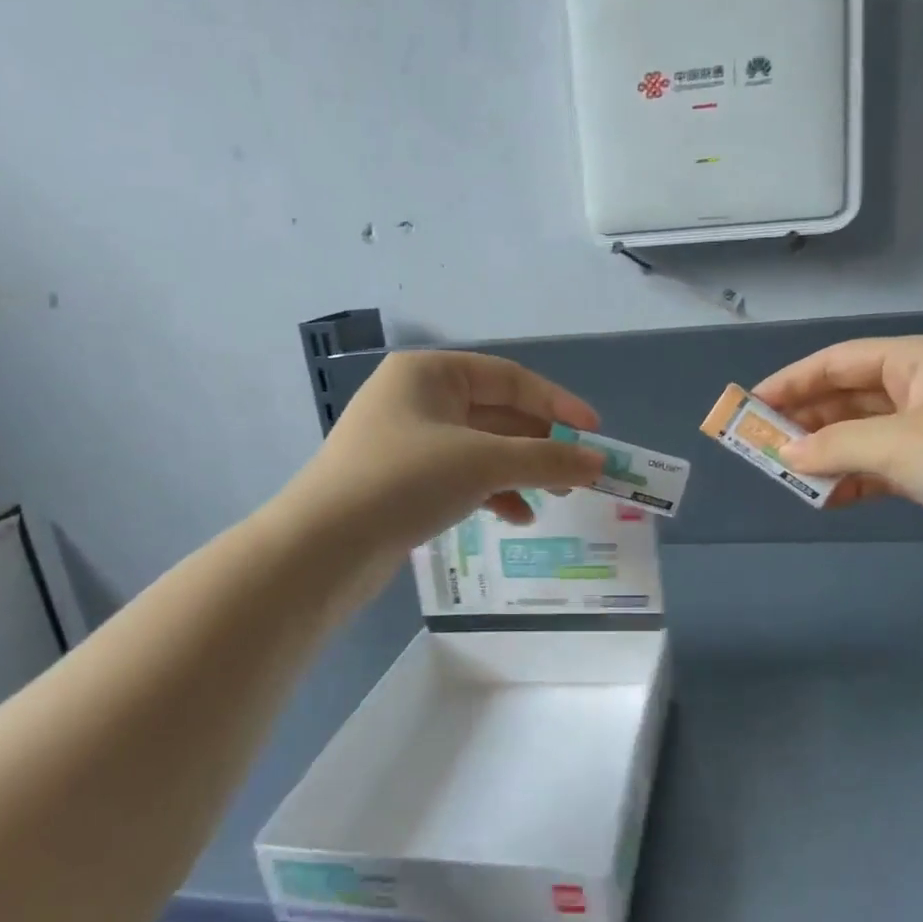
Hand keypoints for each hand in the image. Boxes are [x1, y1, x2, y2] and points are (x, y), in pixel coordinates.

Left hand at [294, 351, 606, 552]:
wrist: (323, 547)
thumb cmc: (405, 480)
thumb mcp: (484, 463)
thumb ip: (547, 459)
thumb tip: (599, 463)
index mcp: (429, 373)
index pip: (509, 379)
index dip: (557, 404)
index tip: (594, 432)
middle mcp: (417, 399)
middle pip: (497, 415)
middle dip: (541, 445)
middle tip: (579, 474)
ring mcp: (407, 441)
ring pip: (481, 449)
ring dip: (521, 472)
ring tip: (556, 498)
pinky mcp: (403, 481)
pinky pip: (461, 476)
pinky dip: (492, 492)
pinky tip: (516, 517)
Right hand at [753, 336, 922, 588]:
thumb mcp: (899, 445)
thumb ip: (834, 446)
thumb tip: (784, 453)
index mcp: (920, 361)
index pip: (840, 361)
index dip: (791, 381)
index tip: (750, 405)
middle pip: (849, 396)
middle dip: (805, 421)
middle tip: (760, 446)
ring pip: (864, 435)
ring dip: (827, 454)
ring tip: (786, 475)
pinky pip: (883, 468)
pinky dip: (854, 480)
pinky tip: (826, 498)